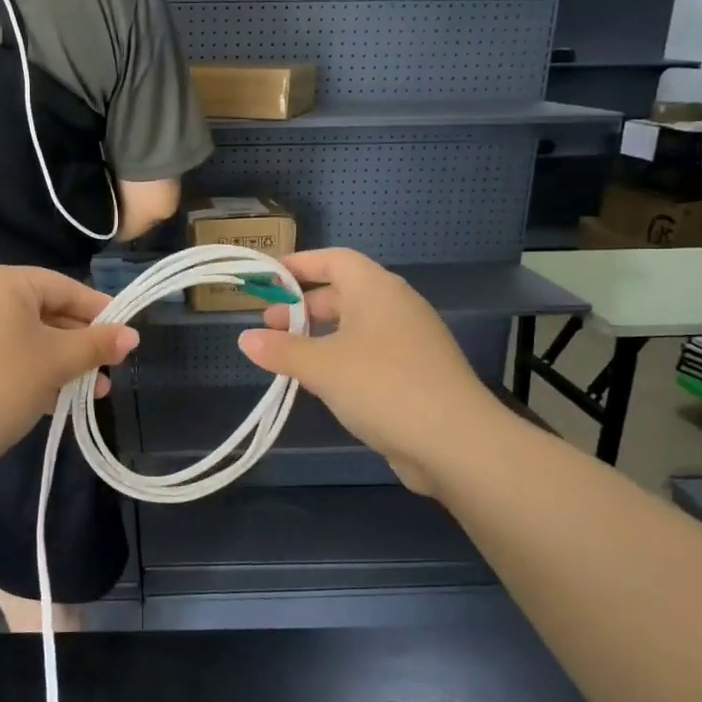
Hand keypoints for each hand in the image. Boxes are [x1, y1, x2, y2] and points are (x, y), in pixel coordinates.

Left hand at [0, 265, 138, 478]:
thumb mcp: (56, 362)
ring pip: (25, 336)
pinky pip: (4, 353)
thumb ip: (97, 345)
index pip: (64, 286)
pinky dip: (31, 369)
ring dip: (60, 362)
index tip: (126, 334)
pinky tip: (56, 397)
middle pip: (45, 311)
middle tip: (111, 368)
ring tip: (94, 391)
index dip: (99, 310)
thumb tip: (133, 335)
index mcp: (1, 281)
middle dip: (80, 343)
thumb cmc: (0, 385)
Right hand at [236, 249, 507, 499]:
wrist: (455, 441)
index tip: (268, 277)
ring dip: (320, 336)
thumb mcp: (322, 367)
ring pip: (356, 326)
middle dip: (304, 306)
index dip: (300, 264)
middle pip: (343, 292)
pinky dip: (341, 358)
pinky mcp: (416, 373)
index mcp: (376, 289)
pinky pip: (370, 353)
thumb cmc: (382, 386)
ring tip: (288, 357)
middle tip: (270, 326)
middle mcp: (396, 306)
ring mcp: (410, 340)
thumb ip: (281, 350)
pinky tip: (322, 383)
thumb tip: (246, 339)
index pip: (334, 259)